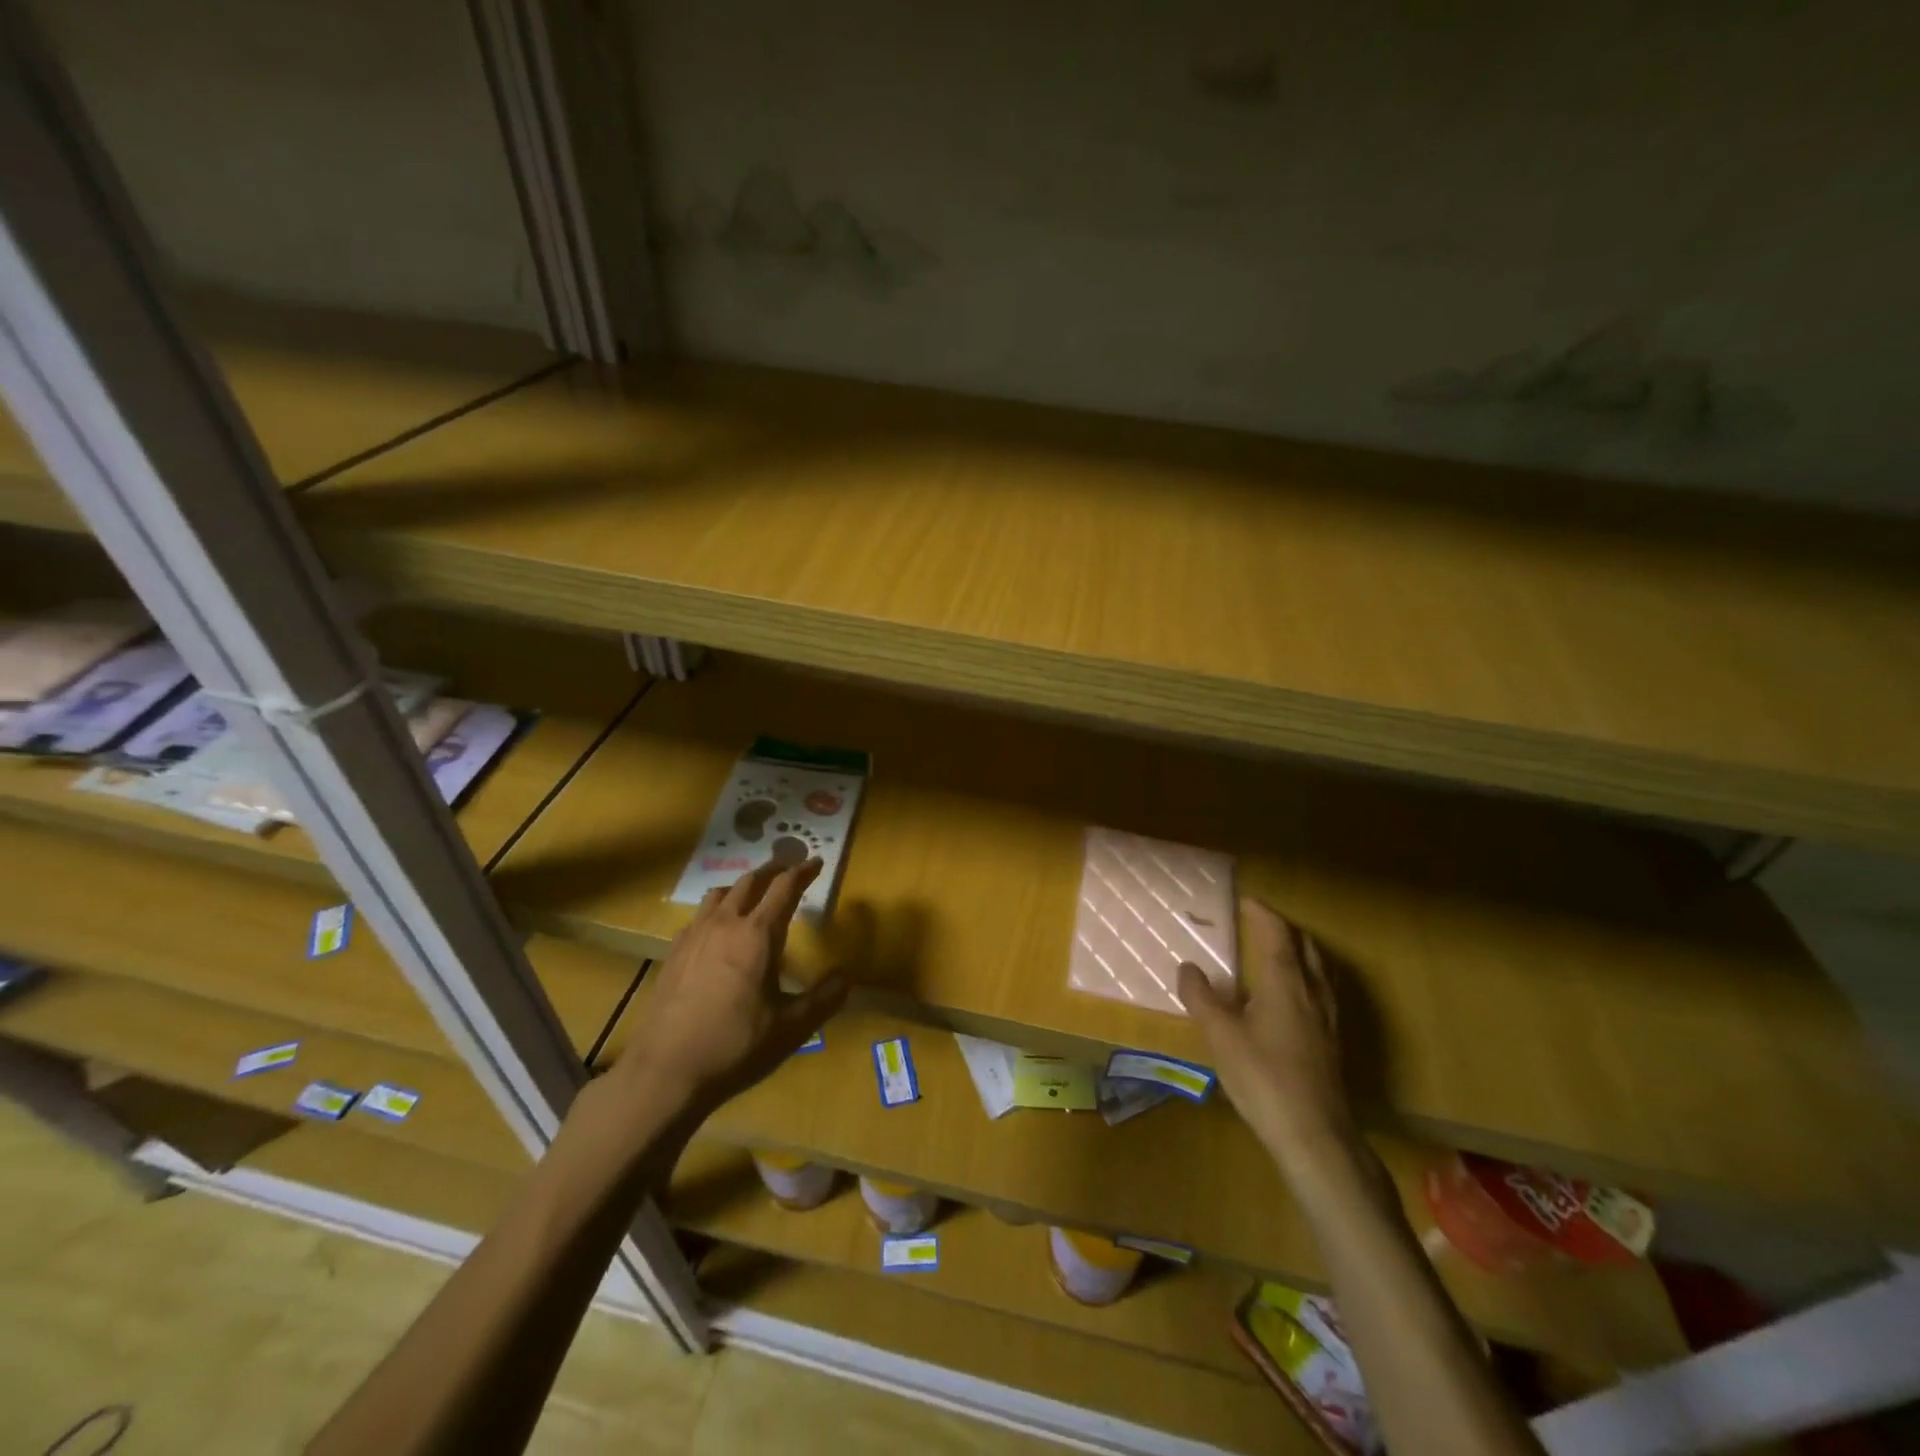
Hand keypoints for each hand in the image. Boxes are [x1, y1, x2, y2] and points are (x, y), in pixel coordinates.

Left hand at [613, 857, 847, 1116]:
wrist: (665, 1071)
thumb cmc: (735, 1046)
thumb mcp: (791, 1028)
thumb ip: (824, 999)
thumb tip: (846, 976)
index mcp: (758, 935)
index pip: (784, 888)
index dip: (803, 872)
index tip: (816, 862)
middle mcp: (725, 924)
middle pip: (750, 881)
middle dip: (773, 870)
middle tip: (788, 869)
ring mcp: (694, 936)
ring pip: (720, 893)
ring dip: (742, 886)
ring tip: (753, 895)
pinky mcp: (673, 953)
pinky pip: (699, 916)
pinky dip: (716, 910)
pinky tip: (717, 931)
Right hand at [1179, 899, 1360, 1177]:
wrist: (1315, 1136)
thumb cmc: (1264, 1079)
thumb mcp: (1221, 1036)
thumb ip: (1202, 998)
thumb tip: (1188, 967)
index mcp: (1286, 983)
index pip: (1277, 934)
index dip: (1262, 914)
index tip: (1246, 901)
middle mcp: (1312, 993)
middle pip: (1305, 947)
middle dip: (1283, 929)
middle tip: (1259, 923)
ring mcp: (1328, 1019)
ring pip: (1318, 970)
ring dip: (1298, 952)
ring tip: (1276, 953)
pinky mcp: (1332, 1043)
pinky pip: (1321, 992)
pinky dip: (1305, 978)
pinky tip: (1291, 999)